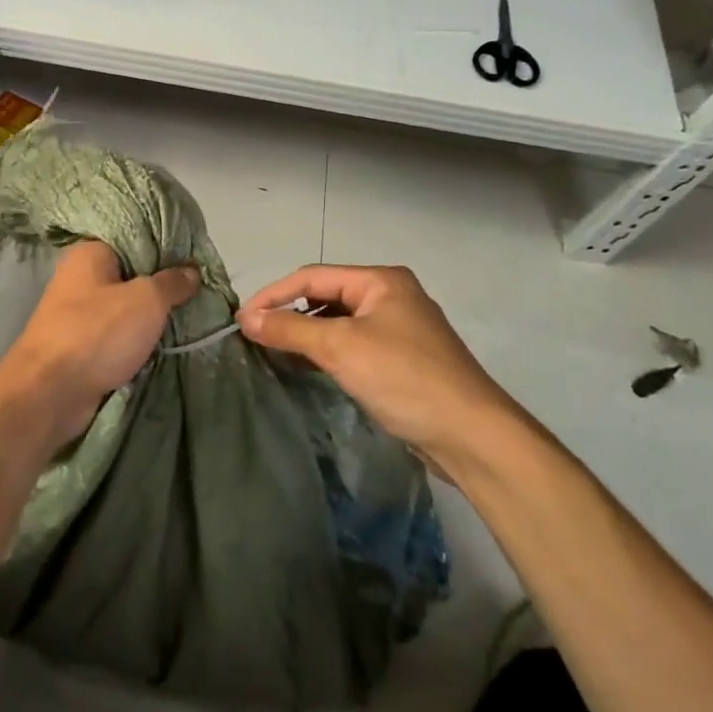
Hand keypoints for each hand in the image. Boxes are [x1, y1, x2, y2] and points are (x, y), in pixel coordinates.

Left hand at [0, 240, 200, 452]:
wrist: (49, 393)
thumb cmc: (97, 333)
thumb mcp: (146, 300)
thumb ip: (171, 282)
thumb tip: (192, 271)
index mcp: (90, 253)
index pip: (135, 238)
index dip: (167, 248)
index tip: (197, 260)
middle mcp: (79, 277)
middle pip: (131, 274)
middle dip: (162, 286)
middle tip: (199, 292)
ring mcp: (77, 314)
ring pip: (125, 308)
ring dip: (151, 318)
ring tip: (190, 318)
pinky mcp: (80, 346)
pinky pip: (117, 335)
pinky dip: (136, 341)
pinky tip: (164, 344)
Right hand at [238, 265, 522, 471]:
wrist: (471, 435)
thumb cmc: (404, 378)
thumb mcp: (341, 348)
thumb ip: (290, 329)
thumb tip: (246, 318)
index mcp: (382, 280)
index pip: (313, 276)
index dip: (273, 295)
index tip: (241, 320)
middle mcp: (392, 296)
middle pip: (326, 296)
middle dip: (289, 313)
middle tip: (254, 335)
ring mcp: (400, 329)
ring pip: (339, 322)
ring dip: (306, 334)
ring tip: (274, 351)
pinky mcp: (403, 360)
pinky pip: (354, 345)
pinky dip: (327, 351)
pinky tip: (309, 367)